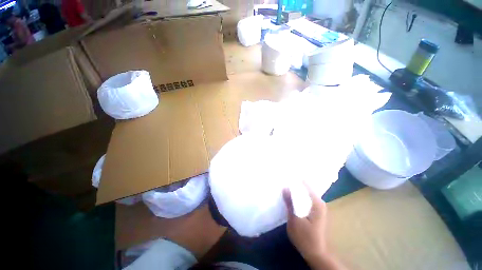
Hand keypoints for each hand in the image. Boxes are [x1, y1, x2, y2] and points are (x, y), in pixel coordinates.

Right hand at [283, 184, 345, 269]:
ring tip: (285, 187)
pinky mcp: (316, 212)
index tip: (286, 174)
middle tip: (283, 180)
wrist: (316, 254)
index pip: (306, 185)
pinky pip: (306, 200)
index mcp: (317, 203)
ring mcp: (318, 208)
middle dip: (295, 185)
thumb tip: (285, 187)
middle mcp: (320, 203)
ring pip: (305, 194)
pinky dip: (299, 198)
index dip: (295, 179)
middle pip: (306, 189)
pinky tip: (291, 197)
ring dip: (296, 191)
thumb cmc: (305, 238)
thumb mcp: (294, 219)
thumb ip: (290, 202)